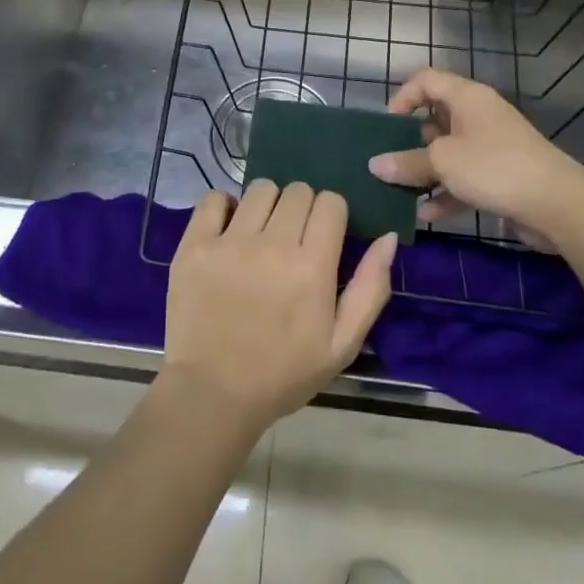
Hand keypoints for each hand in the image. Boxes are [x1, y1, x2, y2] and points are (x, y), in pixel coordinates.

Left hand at [160, 181, 395, 435]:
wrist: (213, 394)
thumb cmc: (283, 374)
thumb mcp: (342, 344)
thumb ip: (370, 288)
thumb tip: (389, 237)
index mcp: (312, 267)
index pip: (330, 202)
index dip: (332, 214)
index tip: (324, 236)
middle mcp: (272, 245)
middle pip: (297, 191)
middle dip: (302, 207)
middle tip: (293, 239)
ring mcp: (229, 242)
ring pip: (260, 189)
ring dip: (267, 204)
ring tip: (261, 233)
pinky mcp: (194, 245)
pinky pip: (213, 198)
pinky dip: (224, 206)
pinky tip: (228, 229)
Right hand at [368, 69, 583, 242]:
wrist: (557, 203)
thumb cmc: (494, 167)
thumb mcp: (442, 161)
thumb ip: (406, 162)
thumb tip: (375, 164)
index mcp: (467, 97)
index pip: (426, 80)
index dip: (403, 97)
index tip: (387, 125)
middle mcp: (478, 116)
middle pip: (435, 119)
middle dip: (410, 142)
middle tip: (389, 162)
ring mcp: (491, 147)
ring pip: (448, 153)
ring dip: (425, 172)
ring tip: (400, 191)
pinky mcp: (500, 176)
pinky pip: (464, 179)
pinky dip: (445, 193)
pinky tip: (427, 215)